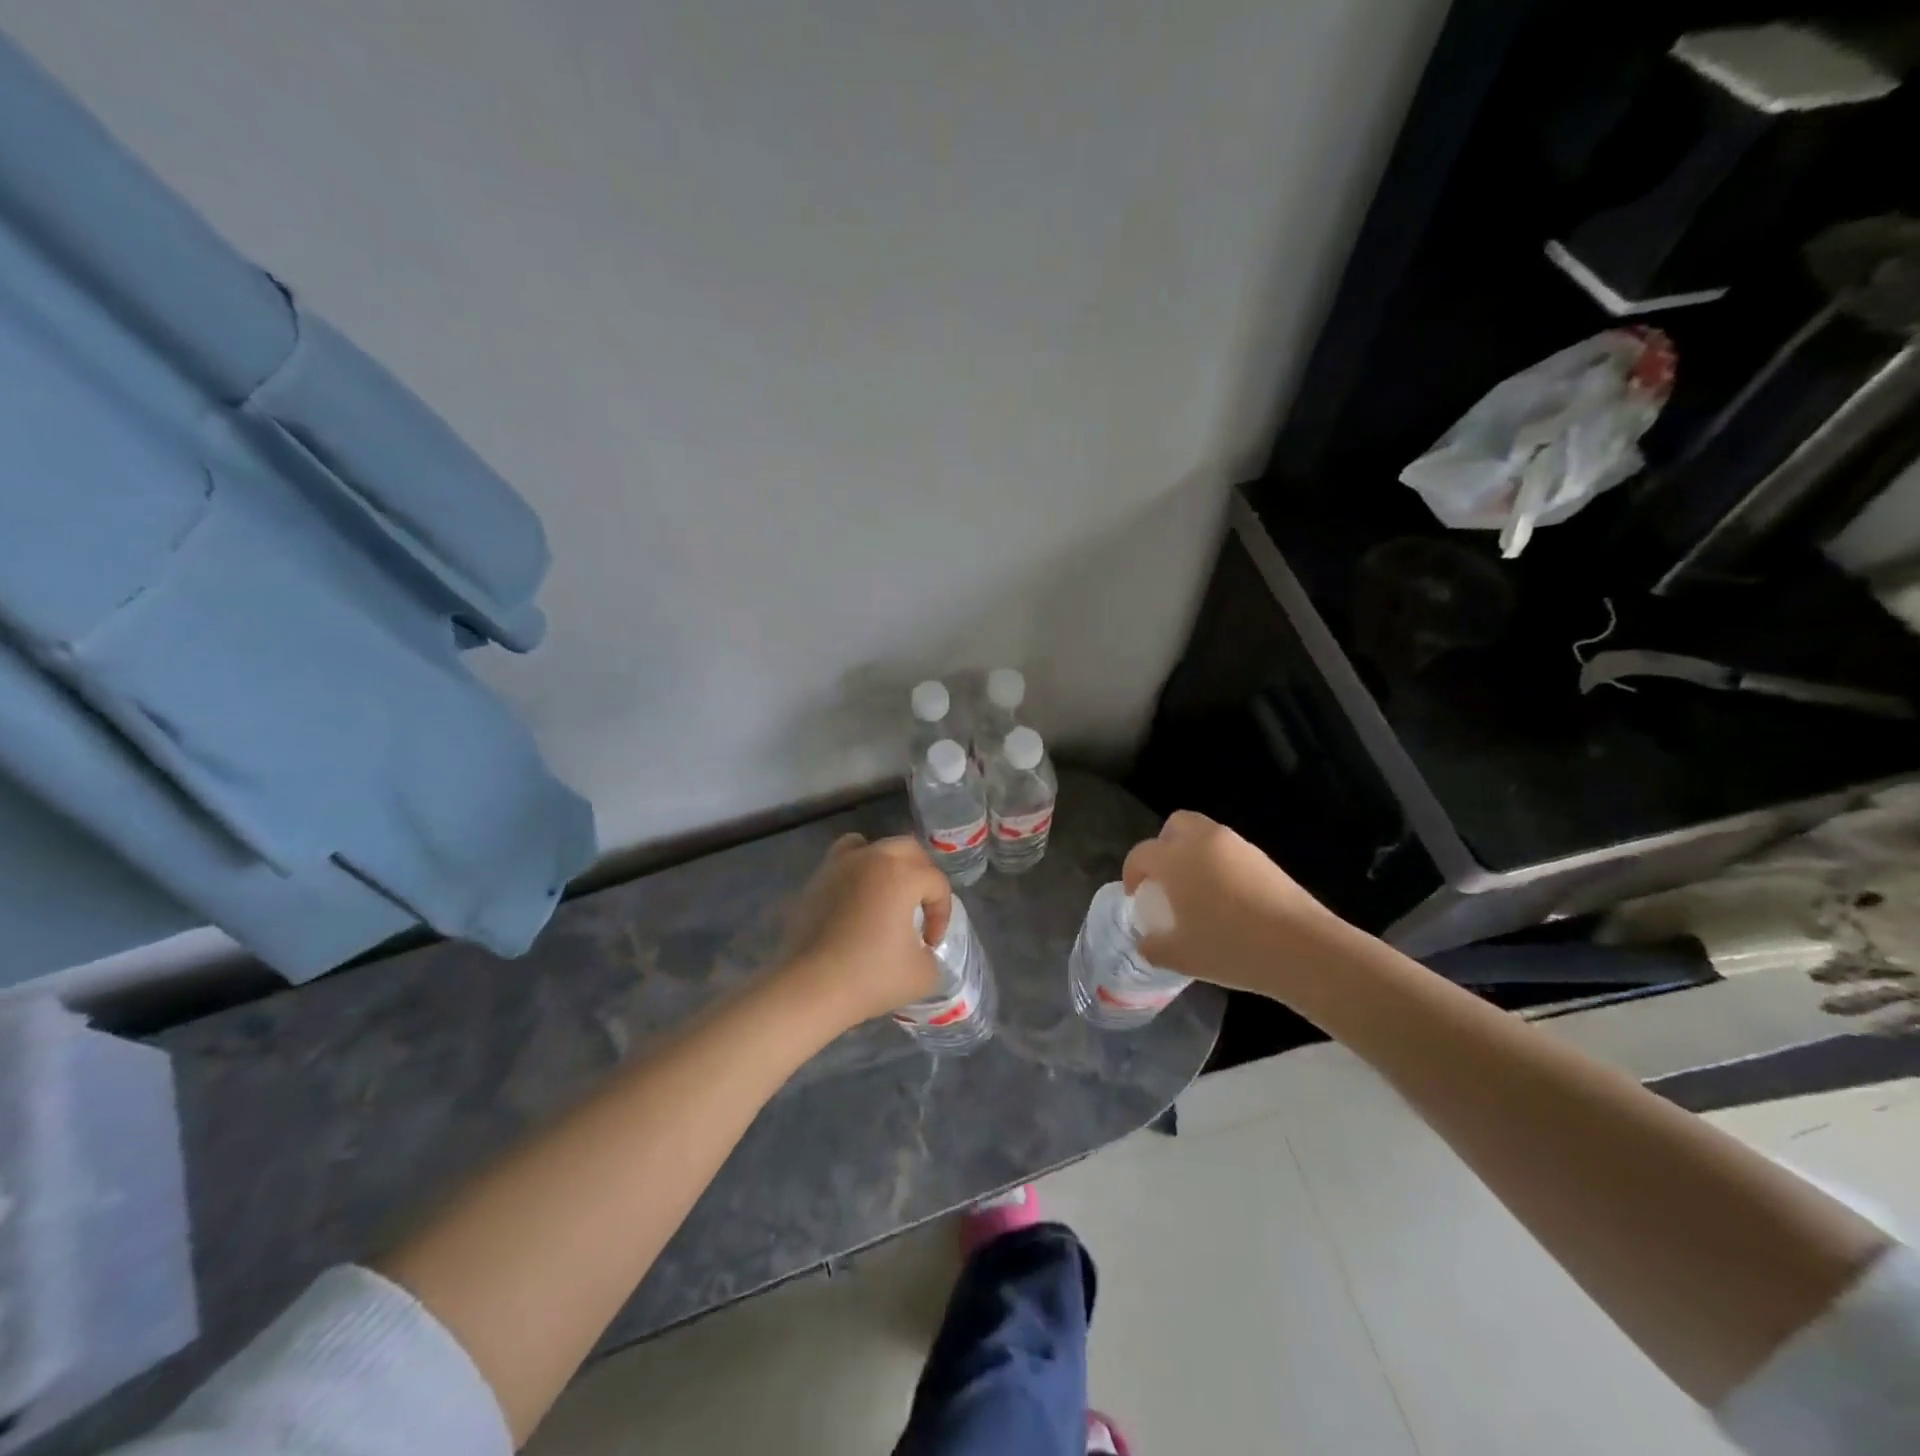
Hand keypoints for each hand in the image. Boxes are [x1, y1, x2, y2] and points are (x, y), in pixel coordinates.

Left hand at [776, 833, 949, 1028]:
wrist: (810, 987)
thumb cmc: (871, 977)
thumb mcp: (922, 974)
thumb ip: (931, 954)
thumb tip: (920, 949)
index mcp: (903, 874)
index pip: (937, 884)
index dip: (941, 915)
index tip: (930, 944)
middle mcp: (873, 858)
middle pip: (909, 850)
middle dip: (922, 876)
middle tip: (921, 908)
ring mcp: (841, 865)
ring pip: (872, 847)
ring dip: (887, 864)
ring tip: (887, 893)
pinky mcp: (817, 880)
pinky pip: (842, 862)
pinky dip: (855, 871)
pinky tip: (856, 899)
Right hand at [1122, 810, 1347, 998]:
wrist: (1302, 948)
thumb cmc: (1231, 947)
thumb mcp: (1181, 957)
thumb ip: (1154, 947)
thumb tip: (1146, 942)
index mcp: (1175, 859)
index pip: (1141, 854)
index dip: (1132, 873)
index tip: (1136, 896)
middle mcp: (1203, 841)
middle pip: (1174, 826)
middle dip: (1163, 847)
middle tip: (1165, 879)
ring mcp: (1237, 846)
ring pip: (1204, 835)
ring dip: (1193, 854)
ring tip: (1197, 892)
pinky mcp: (1263, 858)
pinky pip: (1229, 851)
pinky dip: (1220, 865)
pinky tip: (1227, 900)